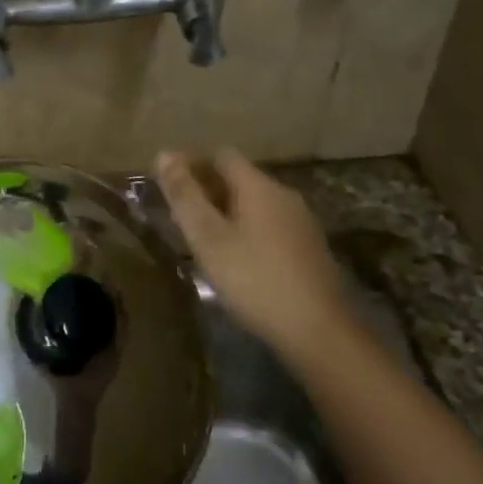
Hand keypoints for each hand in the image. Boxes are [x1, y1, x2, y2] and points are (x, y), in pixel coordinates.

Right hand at [154, 149, 348, 362]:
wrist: (318, 329)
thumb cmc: (254, 279)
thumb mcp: (209, 238)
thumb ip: (185, 196)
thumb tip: (163, 154)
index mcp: (259, 186)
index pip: (221, 155)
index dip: (192, 163)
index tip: (167, 183)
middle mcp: (283, 195)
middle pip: (239, 178)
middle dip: (206, 188)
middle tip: (178, 213)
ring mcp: (300, 222)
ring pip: (254, 203)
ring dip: (225, 211)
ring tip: (200, 237)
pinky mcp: (308, 248)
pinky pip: (268, 224)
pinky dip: (245, 229)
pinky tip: (234, 257)